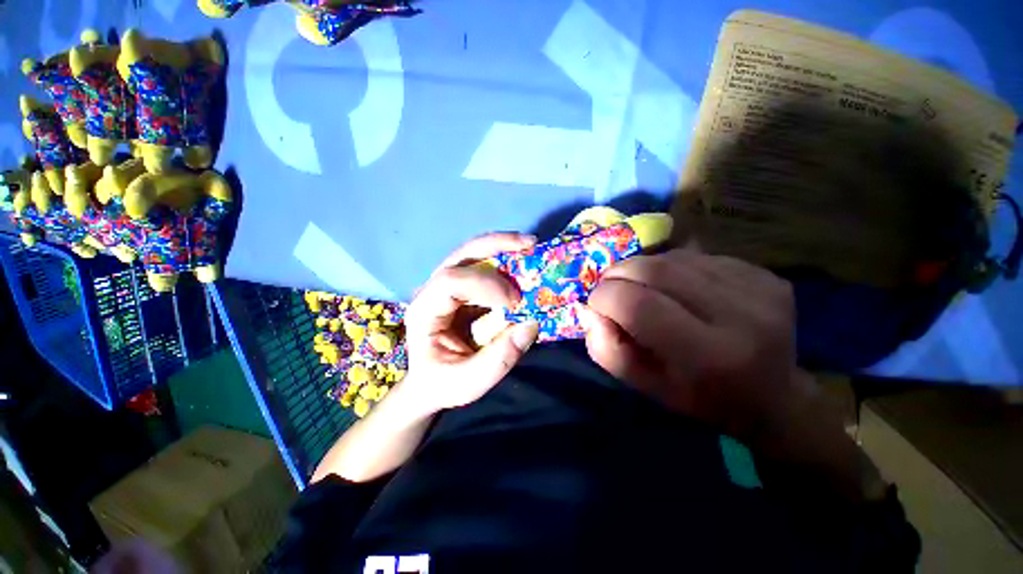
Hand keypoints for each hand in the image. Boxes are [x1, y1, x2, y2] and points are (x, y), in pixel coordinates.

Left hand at [402, 233, 540, 413]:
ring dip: (502, 246)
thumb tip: (531, 324)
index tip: (514, 301)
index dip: (485, 284)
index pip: (450, 282)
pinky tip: (522, 259)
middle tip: (529, 243)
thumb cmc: (443, 383)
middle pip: (461, 256)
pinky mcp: (463, 289)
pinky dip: (504, 259)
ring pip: (472, 254)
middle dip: (495, 246)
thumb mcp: (468, 383)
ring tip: (529, 244)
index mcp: (424, 311)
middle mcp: (432, 290)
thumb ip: (498, 359)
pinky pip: (483, 266)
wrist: (430, 382)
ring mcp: (447, 286)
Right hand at [584, 247, 815, 439]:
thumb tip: (588, 310)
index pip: (638, 305)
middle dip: (618, 274)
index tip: (596, 305)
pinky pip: (697, 256)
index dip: (604, 297)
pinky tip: (677, 287)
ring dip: (643, 269)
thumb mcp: (645, 387)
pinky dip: (672, 267)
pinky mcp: (764, 273)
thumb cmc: (701, 398)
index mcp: (709, 357)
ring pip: (673, 258)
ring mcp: (758, 287)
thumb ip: (607, 349)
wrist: (775, 397)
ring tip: (643, 289)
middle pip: (655, 270)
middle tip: (611, 288)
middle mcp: (741, 315)